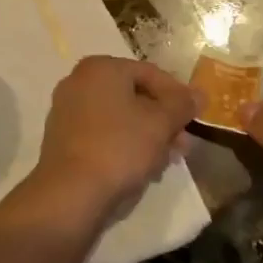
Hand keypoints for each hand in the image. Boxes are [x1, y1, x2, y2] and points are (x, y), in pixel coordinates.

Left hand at [30, 56, 199, 223]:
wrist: (69, 194)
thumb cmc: (119, 148)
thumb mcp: (160, 124)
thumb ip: (182, 105)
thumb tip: (200, 93)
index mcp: (100, 68)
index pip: (150, 73)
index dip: (178, 95)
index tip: (196, 118)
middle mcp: (79, 81)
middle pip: (134, 95)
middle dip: (163, 120)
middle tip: (183, 144)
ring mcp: (67, 110)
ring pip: (119, 117)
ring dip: (147, 135)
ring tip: (167, 160)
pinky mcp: (63, 139)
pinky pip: (103, 133)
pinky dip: (124, 144)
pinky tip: (142, 167)